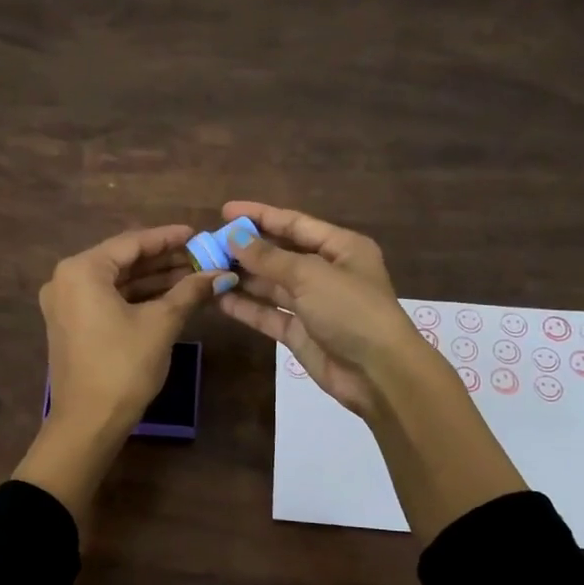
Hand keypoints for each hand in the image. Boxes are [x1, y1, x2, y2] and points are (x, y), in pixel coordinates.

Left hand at [39, 224, 228, 431]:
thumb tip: (221, 274)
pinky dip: (138, 297)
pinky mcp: (72, 324)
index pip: (131, 242)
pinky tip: (171, 296)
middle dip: (164, 260)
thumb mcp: (161, 324)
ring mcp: (66, 303)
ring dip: (154, 279)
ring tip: (194, 275)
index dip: (168, 238)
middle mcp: (67, 280)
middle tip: (202, 256)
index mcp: (81, 270)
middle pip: (123, 260)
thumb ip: (189, 292)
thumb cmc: (123, 366)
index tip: (198, 233)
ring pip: (117, 282)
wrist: (88, 422)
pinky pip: (108, 299)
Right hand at [213, 201, 426, 415]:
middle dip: (246, 250)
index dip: (260, 216)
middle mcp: (327, 272)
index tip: (225, 211)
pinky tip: (218, 298)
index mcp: (341, 247)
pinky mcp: (300, 333)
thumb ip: (269, 257)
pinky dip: (245, 306)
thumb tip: (233, 237)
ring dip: (242, 278)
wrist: (377, 372)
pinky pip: (268, 314)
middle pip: (280, 254)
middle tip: (208, 245)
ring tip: (206, 269)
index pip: (295, 224)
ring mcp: (313, 305)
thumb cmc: (351, 310)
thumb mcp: (310, 275)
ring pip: (271, 285)